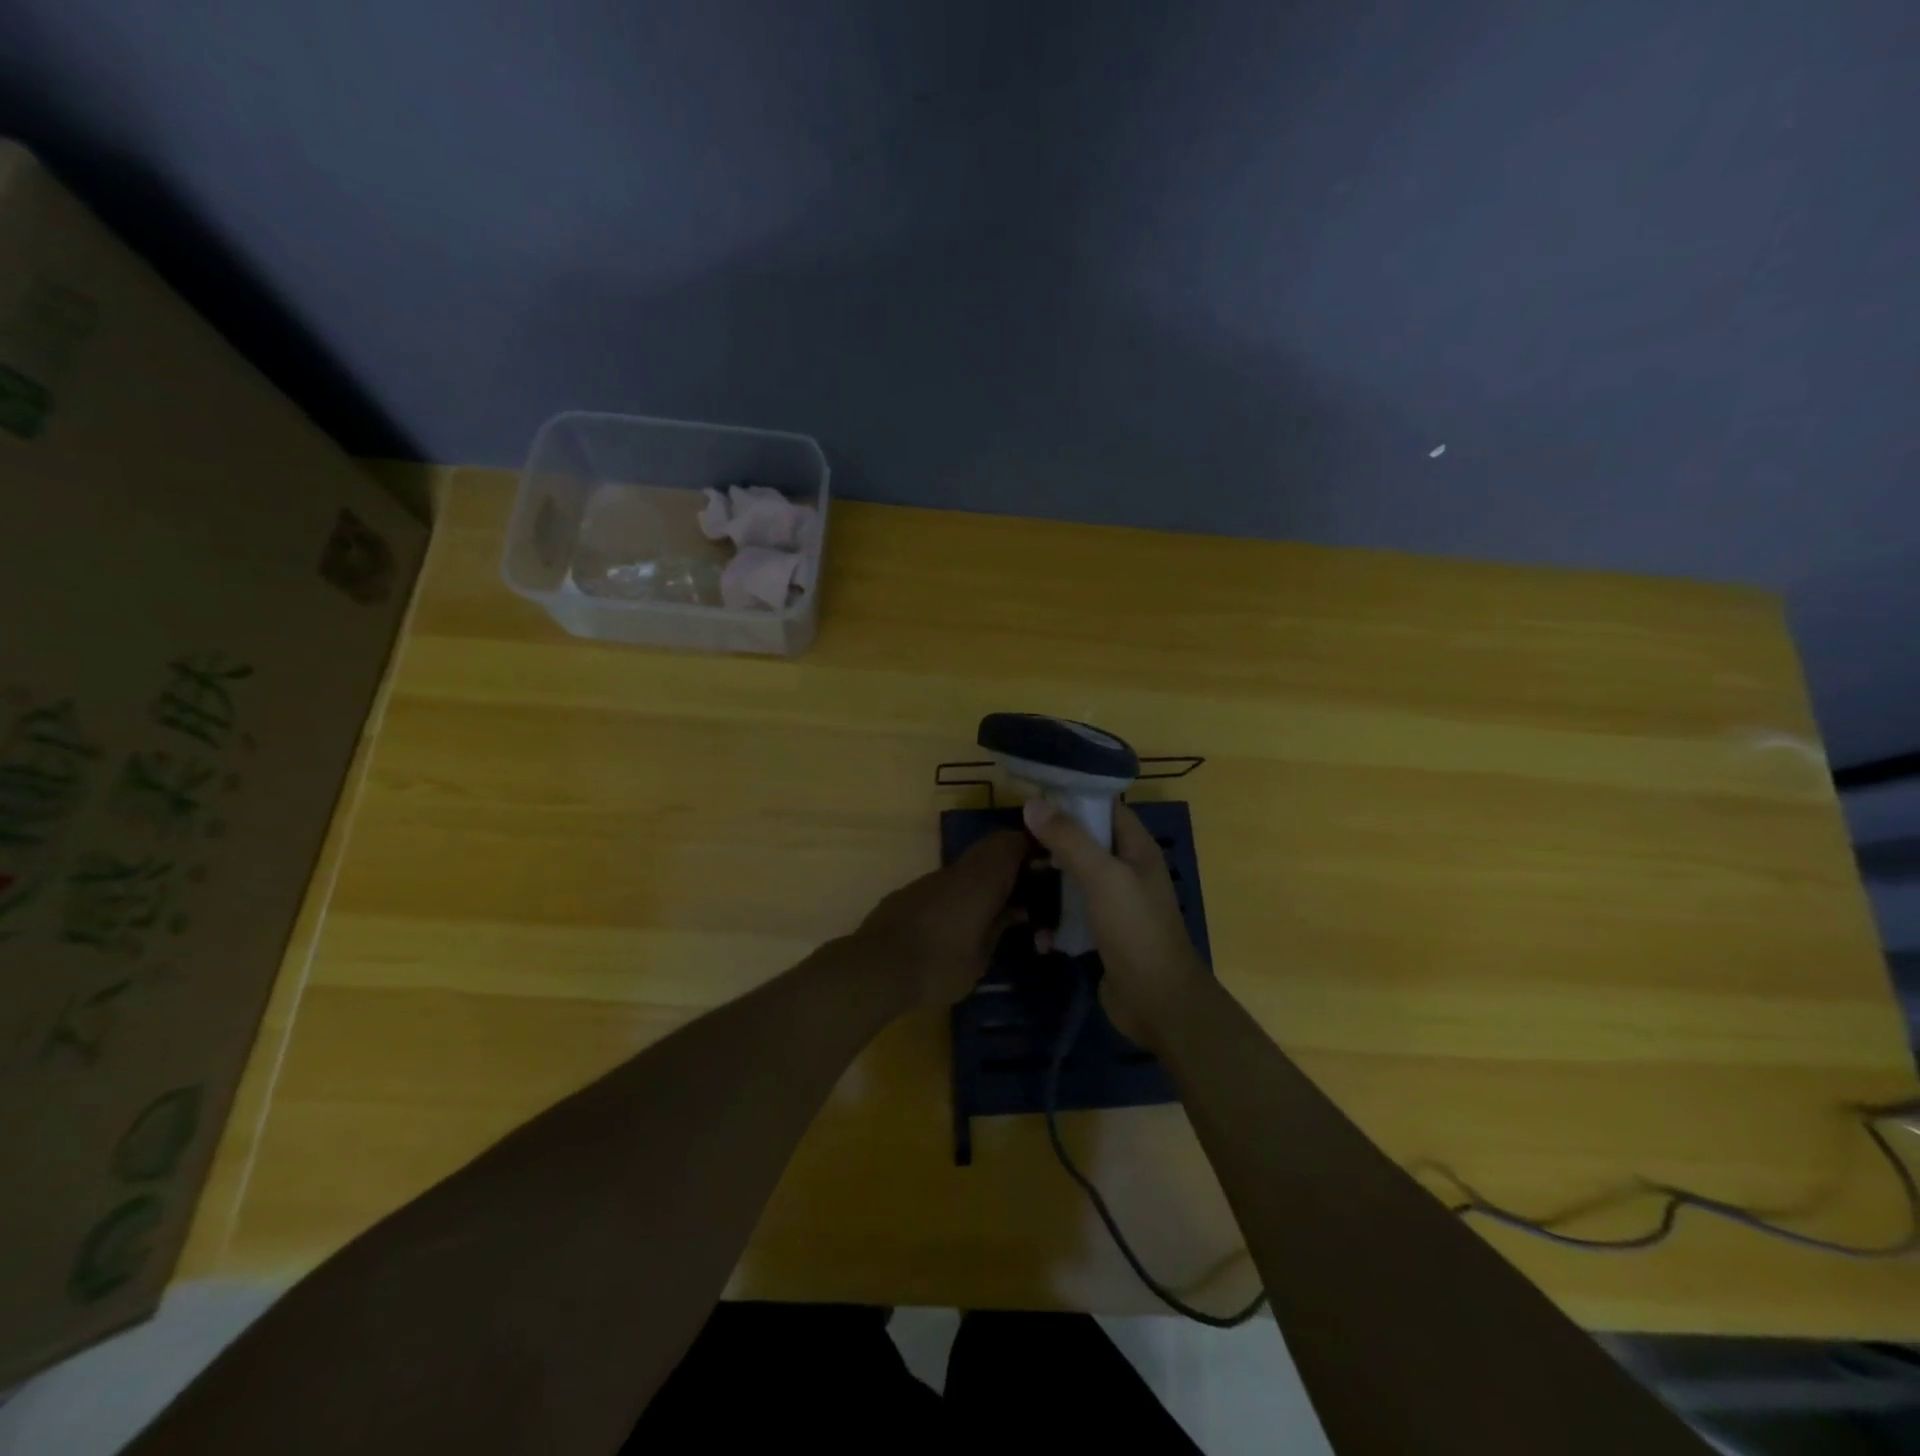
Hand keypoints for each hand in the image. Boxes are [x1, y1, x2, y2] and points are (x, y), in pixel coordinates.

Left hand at [849, 830, 1026, 1010]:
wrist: (875, 969)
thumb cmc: (938, 965)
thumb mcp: (981, 958)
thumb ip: (999, 929)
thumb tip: (1017, 912)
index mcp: (980, 880)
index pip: (1009, 843)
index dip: (1029, 847)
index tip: (1044, 864)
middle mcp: (954, 872)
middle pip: (986, 852)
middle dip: (1007, 867)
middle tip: (1024, 892)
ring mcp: (926, 881)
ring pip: (963, 871)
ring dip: (980, 884)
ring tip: (993, 913)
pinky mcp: (906, 895)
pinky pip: (942, 887)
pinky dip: (956, 897)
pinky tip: (956, 926)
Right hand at [1022, 797, 1209, 1043]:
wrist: (1158, 1003)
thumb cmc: (1136, 930)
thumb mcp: (1103, 877)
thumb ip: (1069, 839)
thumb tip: (1033, 803)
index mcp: (1137, 849)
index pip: (1105, 808)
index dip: (1073, 798)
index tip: (1033, 795)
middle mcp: (1127, 871)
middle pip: (1085, 843)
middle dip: (1053, 840)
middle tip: (1016, 840)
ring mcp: (1114, 904)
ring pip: (1075, 879)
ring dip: (1049, 880)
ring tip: (1017, 878)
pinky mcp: (1101, 934)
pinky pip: (1072, 915)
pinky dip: (1054, 919)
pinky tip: (1036, 929)